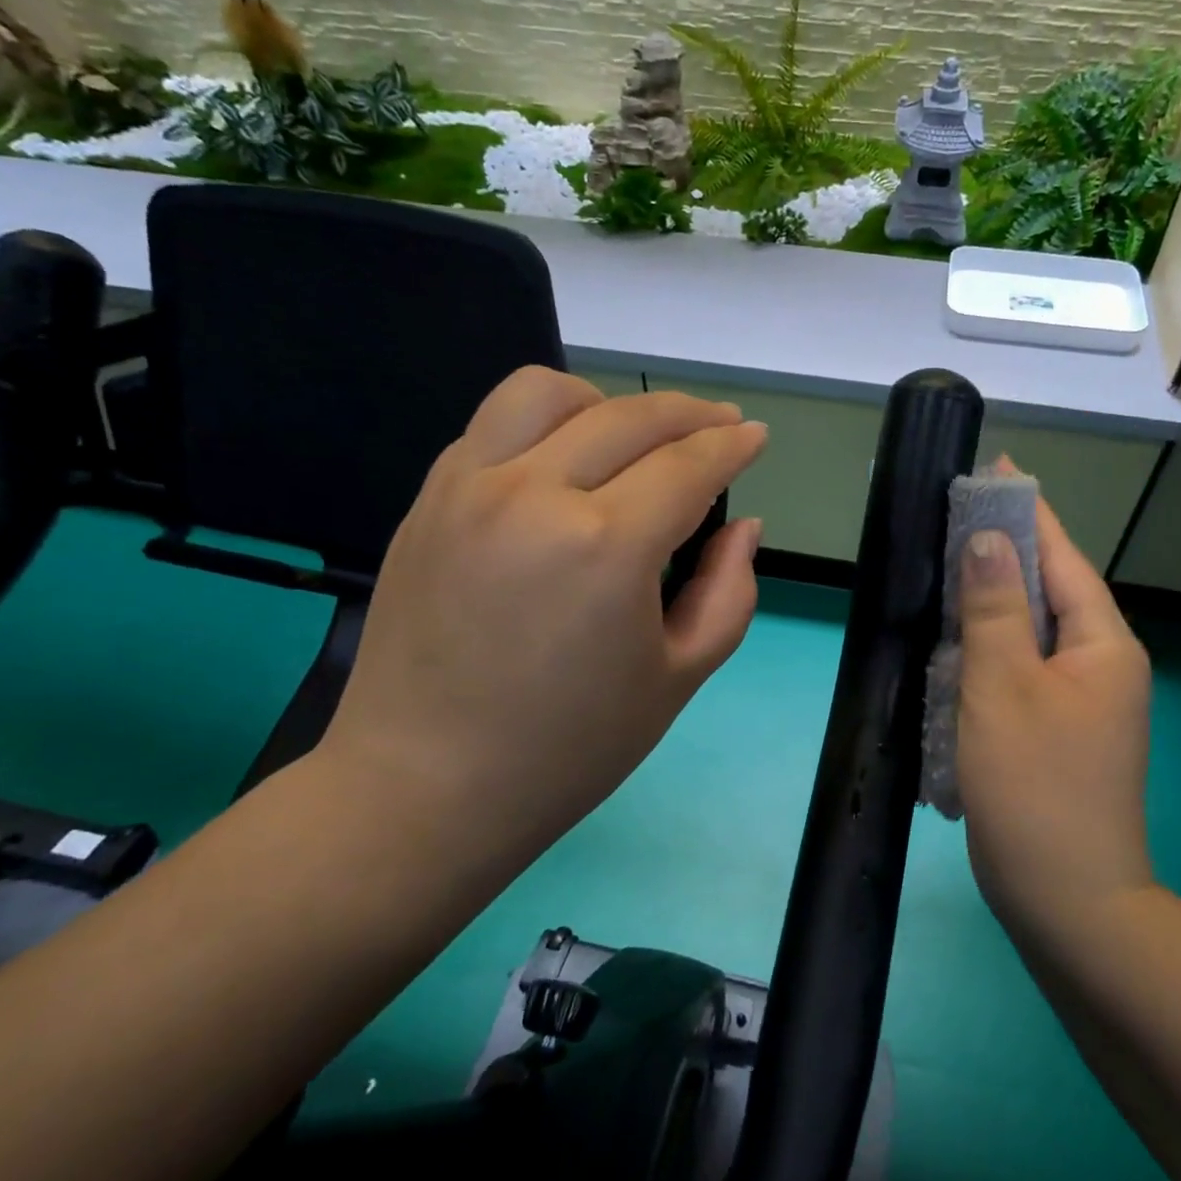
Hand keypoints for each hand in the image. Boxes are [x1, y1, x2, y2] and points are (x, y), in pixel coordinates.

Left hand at [320, 367, 767, 878]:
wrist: (424, 786)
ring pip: (549, 393)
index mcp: (607, 547)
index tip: (756, 438)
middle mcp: (535, 494)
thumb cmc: (569, 748)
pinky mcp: (429, 499)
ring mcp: (470, 488)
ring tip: (636, 435)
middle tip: (721, 425)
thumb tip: (744, 526)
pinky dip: (547, 423)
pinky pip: (495, 424)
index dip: (732, 446)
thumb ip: (729, 592)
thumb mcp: (679, 678)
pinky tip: (567, 460)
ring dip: (609, 403)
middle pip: (631, 418)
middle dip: (691, 414)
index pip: (688, 466)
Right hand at [955, 470, 1155, 941]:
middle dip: (1002, 555)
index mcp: (1102, 644)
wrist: (1066, 899)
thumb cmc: (1034, 785)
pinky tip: (950, 647)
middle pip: (1047, 592)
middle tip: (949, 520)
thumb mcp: (1004, 686)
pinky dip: (985, 653)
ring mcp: (1079, 702)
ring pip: (1029, 633)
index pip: (1062, 557)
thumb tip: (988, 537)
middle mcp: (1100, 665)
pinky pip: (1018, 672)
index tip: (993, 470)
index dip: (1027, 511)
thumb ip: (995, 607)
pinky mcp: (1054, 732)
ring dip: (989, 606)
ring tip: (943, 571)